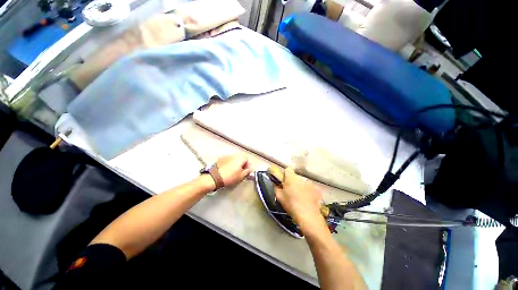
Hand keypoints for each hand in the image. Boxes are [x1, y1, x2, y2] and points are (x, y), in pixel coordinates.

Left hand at [216, 155, 251, 186]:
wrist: (215, 177)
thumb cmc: (230, 176)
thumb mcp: (241, 176)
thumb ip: (247, 171)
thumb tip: (249, 169)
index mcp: (240, 158)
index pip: (247, 159)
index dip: (248, 165)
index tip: (247, 171)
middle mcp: (234, 155)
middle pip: (241, 158)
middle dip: (242, 164)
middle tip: (242, 171)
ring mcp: (227, 156)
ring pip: (234, 159)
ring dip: (236, 163)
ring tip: (235, 171)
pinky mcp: (221, 159)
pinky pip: (228, 160)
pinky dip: (230, 164)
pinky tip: (228, 170)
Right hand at [274, 168, 326, 233]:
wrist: (308, 216)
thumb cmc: (291, 205)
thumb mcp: (279, 197)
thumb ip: (276, 187)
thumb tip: (275, 182)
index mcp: (291, 178)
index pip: (288, 169)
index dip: (286, 174)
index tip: (285, 181)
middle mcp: (301, 178)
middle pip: (296, 176)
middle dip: (293, 181)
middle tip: (291, 191)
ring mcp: (310, 183)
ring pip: (303, 182)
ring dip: (301, 186)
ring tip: (300, 196)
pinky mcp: (317, 189)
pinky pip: (310, 187)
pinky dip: (309, 191)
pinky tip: (308, 199)